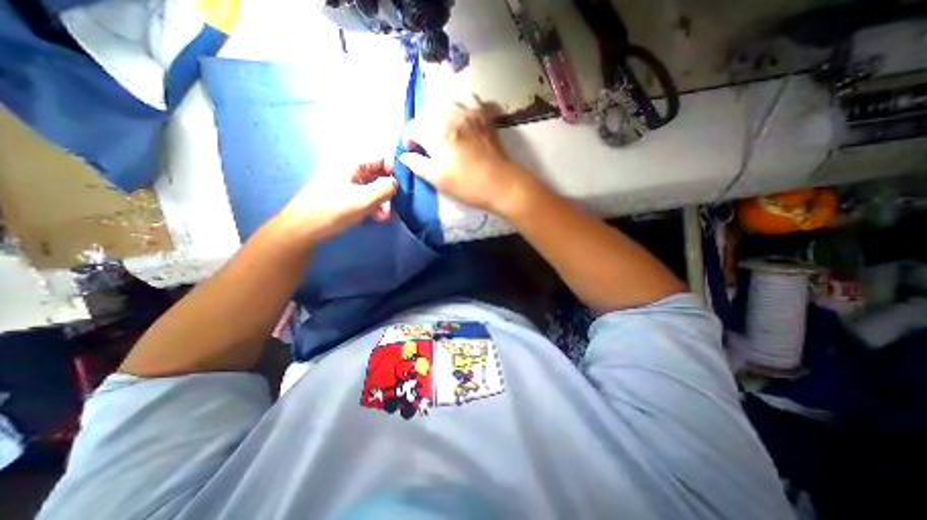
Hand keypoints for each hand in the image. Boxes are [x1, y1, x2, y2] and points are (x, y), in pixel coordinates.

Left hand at [273, 159, 393, 242]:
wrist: (303, 228)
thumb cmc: (335, 209)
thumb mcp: (365, 198)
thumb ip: (385, 188)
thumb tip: (395, 183)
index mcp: (352, 163)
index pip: (381, 158)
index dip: (394, 170)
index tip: (403, 186)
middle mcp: (349, 170)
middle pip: (377, 175)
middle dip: (388, 190)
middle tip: (394, 206)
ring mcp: (345, 184)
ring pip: (371, 188)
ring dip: (382, 201)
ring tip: (384, 217)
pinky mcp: (342, 197)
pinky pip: (363, 197)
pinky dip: (372, 206)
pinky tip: (376, 218)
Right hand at [396, 94, 535, 213]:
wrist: (500, 184)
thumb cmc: (467, 185)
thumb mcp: (438, 180)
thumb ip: (418, 165)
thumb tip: (404, 155)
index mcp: (436, 134)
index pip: (413, 127)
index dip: (410, 140)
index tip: (414, 151)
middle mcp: (450, 116)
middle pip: (427, 112)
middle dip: (422, 126)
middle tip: (427, 143)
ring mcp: (469, 113)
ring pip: (446, 102)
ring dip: (439, 114)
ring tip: (442, 129)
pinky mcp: (483, 115)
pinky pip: (469, 98)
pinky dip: (462, 103)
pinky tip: (462, 116)